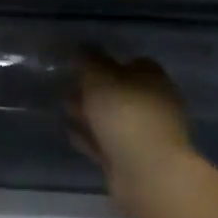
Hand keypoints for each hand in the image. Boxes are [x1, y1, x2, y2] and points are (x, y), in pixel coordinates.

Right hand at [71, 50, 194, 209]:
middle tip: (66, 86)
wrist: (147, 172)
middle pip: (121, 91)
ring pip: (112, 118)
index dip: (108, 62)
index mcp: (154, 80)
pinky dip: (89, 136)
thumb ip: (89, 60)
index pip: (134, 63)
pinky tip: (69, 132)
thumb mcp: (100, 78)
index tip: (82, 64)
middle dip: (94, 90)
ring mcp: (145, 134)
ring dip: (89, 114)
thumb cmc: (125, 114)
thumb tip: (84, 46)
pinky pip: (106, 142)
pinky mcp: (133, 159)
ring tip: (62, 108)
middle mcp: (154, 104)